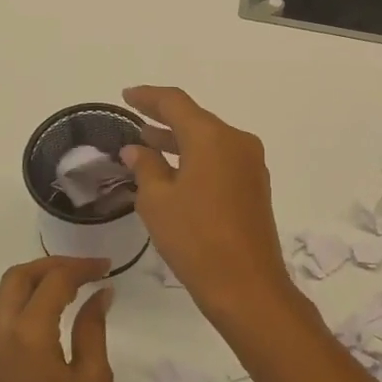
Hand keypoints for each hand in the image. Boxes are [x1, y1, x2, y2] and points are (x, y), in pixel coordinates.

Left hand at [0, 257, 114, 381]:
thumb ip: (93, 329)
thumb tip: (99, 295)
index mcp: (27, 335)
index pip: (54, 281)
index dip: (82, 268)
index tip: (106, 268)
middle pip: (16, 279)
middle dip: (49, 267)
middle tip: (81, 272)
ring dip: (29, 288)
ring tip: (63, 294)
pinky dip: (15, 315)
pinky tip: (40, 330)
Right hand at [119, 86, 301, 325]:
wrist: (247, 285)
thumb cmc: (195, 239)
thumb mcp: (158, 201)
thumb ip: (146, 167)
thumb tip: (137, 148)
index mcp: (212, 137)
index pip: (175, 102)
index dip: (148, 97)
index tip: (126, 96)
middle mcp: (237, 141)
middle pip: (196, 119)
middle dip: (163, 119)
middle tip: (134, 118)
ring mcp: (250, 164)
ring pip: (209, 140)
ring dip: (179, 141)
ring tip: (147, 144)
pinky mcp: (255, 186)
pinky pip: (221, 159)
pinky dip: (196, 158)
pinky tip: (175, 171)